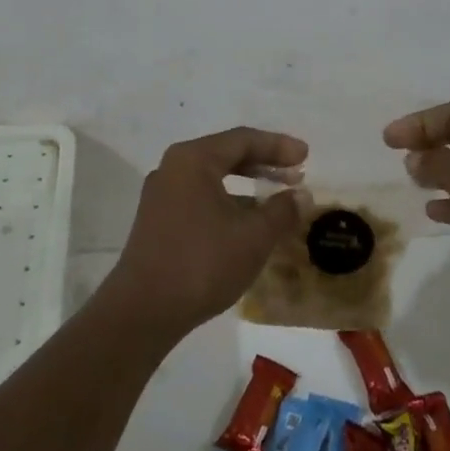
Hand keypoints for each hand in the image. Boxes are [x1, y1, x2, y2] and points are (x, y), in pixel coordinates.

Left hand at [104, 127, 307, 338]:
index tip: (306, 156)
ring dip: (247, 184)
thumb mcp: (254, 237)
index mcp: (194, 159)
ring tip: (276, 198)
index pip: (243, 140)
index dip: (278, 146)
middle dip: (264, 163)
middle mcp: (173, 168)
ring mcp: (161, 194)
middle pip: (226, 154)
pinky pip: (200, 196)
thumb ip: (282, 210)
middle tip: (295, 173)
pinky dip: (228, 201)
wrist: (143, 311)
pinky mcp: (157, 220)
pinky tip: (247, 222)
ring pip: (212, 177)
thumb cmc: (202, 263)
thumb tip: (301, 196)